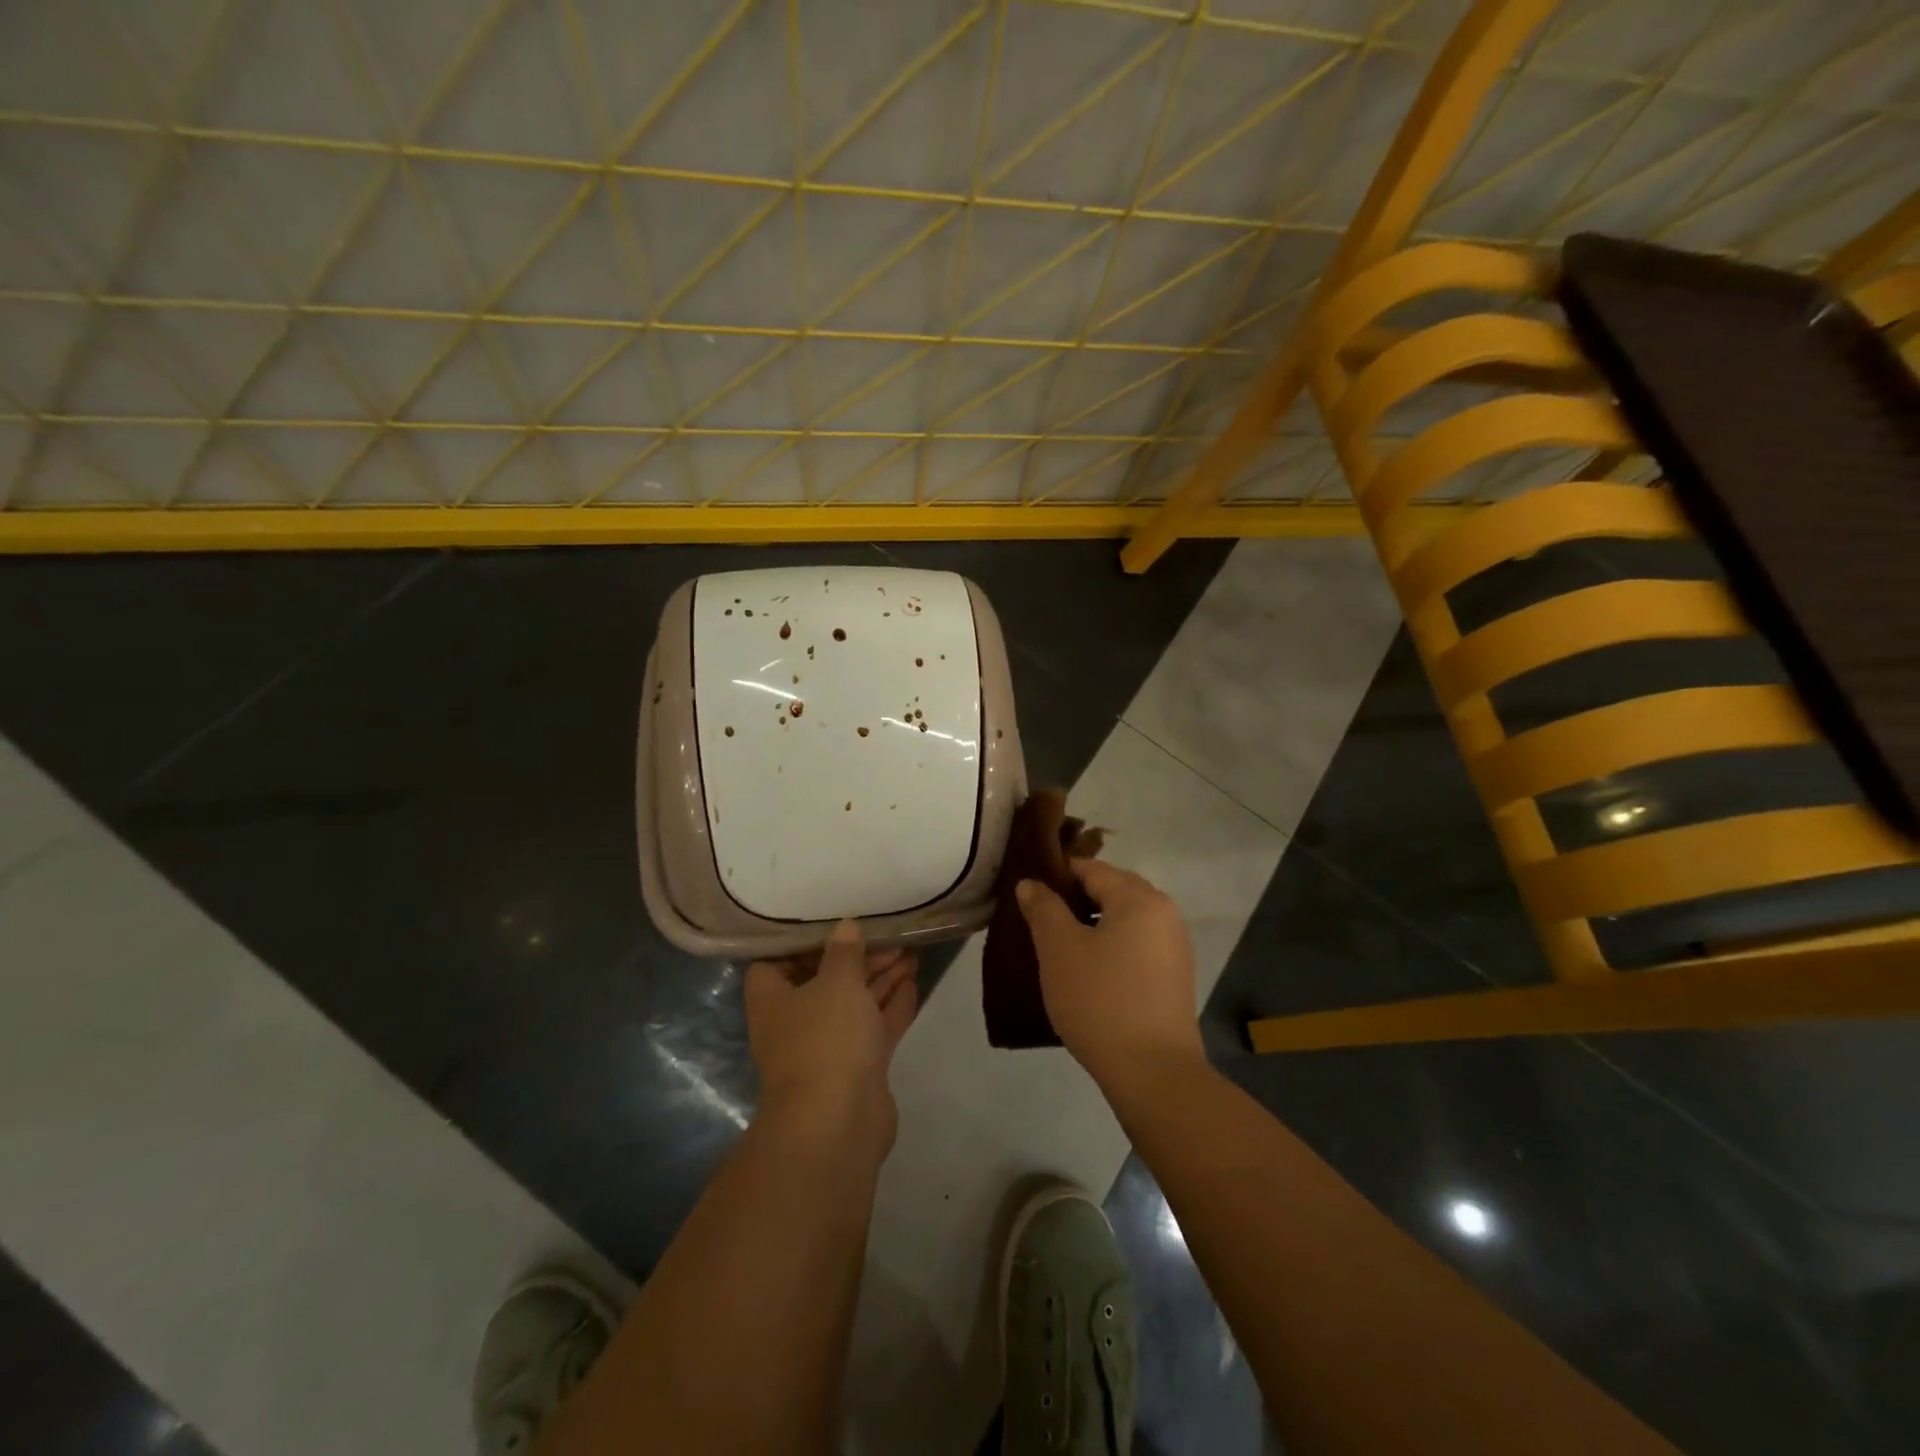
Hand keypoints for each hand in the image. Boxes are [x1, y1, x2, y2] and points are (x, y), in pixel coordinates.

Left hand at [745, 921, 917, 1148]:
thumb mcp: (837, 981)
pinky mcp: (858, 1069)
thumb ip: (844, 952)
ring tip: (910, 951)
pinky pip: (875, 1028)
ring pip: (855, 1005)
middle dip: (857, 959)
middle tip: (890, 936)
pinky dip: (892, 1007)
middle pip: (825, 981)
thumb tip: (845, 927)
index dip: (802, 944)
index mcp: (774, 1000)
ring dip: (880, 979)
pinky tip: (913, 982)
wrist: (839, 1122)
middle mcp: (796, 1023)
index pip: (776, 963)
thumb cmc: (825, 1038)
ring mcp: (828, 1049)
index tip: (833, 924)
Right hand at [1017, 860, 1202, 1089]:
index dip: (1055, 875)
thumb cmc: (1100, 1000)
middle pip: (1111, 891)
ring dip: (1091, 927)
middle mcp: (1164, 913)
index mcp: (1139, 897)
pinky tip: (1088, 973)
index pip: (1090, 868)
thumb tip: (1031, 884)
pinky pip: (1136, 946)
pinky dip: (1110, 949)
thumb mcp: (1059, 950)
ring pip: (1123, 920)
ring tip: (1058, 949)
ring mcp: (1174, 947)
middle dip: (1073, 901)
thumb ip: (1043, 909)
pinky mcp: (1174, 978)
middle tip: (1038, 922)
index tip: (1027, 894)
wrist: (1153, 1073)